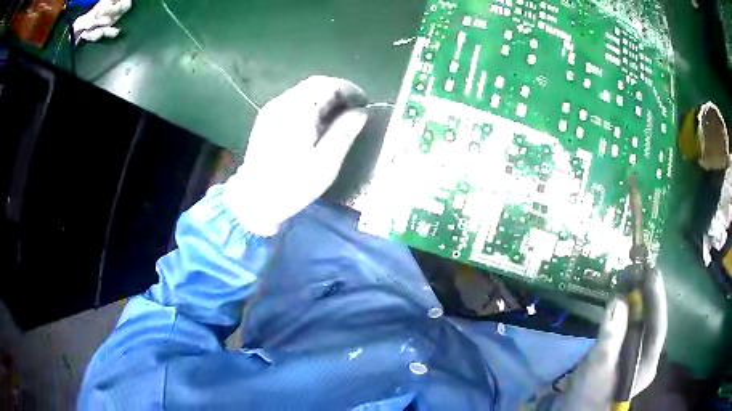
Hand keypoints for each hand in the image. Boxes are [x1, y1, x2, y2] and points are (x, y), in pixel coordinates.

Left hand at [224, 76, 368, 235]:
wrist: (253, 199)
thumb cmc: (292, 184)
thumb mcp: (326, 163)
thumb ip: (344, 133)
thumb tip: (361, 112)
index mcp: (299, 111)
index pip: (329, 85)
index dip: (350, 90)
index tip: (364, 103)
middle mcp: (284, 103)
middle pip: (316, 83)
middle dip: (338, 91)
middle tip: (354, 108)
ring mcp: (272, 109)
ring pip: (304, 91)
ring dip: (324, 97)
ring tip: (339, 115)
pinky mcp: (267, 117)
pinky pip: (293, 100)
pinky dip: (310, 104)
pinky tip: (316, 122)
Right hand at [555, 268, 666, 409]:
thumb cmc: (588, 396)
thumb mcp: (597, 368)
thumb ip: (610, 336)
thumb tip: (618, 300)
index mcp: (647, 363)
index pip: (658, 326)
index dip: (656, 298)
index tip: (650, 271)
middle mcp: (646, 355)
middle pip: (651, 320)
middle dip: (646, 294)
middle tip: (636, 269)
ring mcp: (635, 354)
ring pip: (641, 321)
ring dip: (635, 299)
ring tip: (627, 278)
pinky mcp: (623, 351)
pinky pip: (629, 325)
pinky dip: (625, 310)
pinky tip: (619, 299)